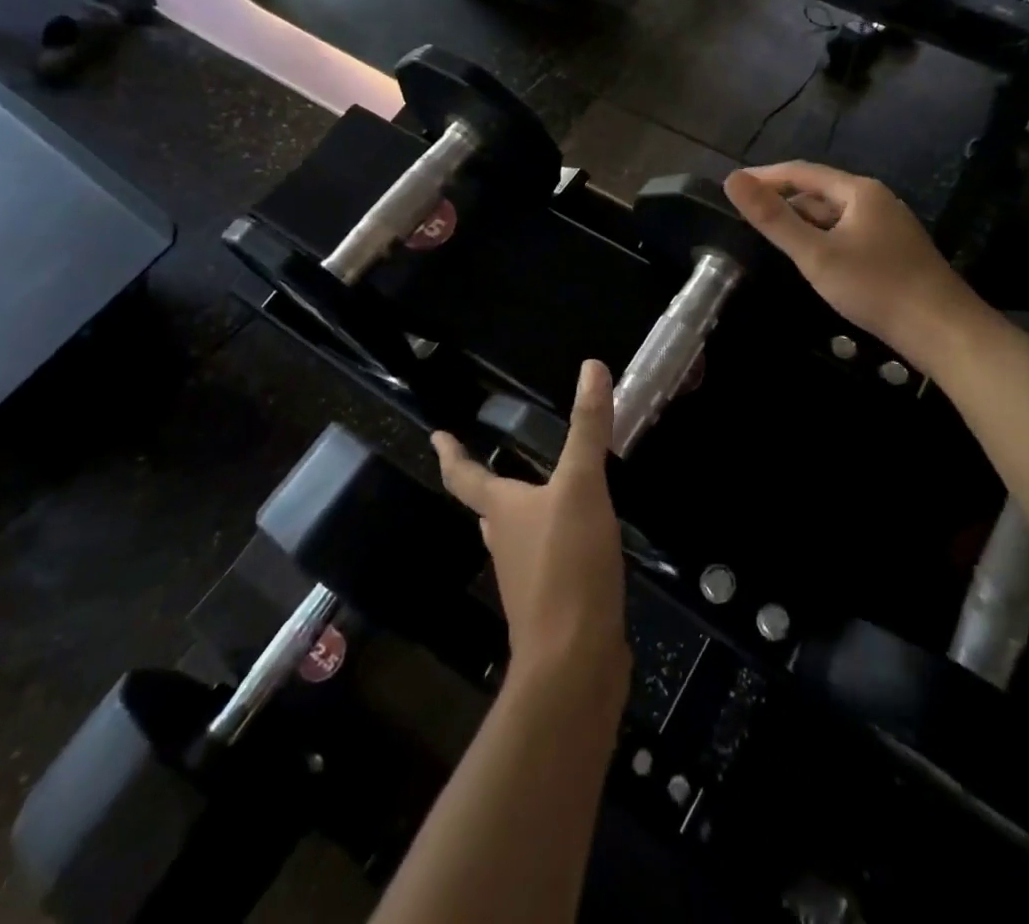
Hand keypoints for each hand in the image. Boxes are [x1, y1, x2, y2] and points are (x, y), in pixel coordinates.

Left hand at [432, 362, 629, 691]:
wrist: (575, 661)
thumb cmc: (568, 563)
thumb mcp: (582, 486)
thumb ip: (588, 428)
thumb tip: (591, 367)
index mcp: (503, 510)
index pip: (465, 476)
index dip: (451, 452)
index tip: (437, 435)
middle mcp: (505, 542)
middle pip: (489, 508)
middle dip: (489, 486)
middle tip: (495, 465)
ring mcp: (525, 579)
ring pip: (516, 537)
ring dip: (522, 515)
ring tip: (541, 496)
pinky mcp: (551, 606)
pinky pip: (547, 562)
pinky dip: (554, 544)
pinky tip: (580, 542)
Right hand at [724, 162, 979, 371]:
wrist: (942, 330)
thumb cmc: (875, 286)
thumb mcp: (815, 254)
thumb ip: (773, 218)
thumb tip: (733, 180)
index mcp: (858, 191)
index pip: (802, 171)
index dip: (765, 176)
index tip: (734, 184)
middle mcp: (875, 200)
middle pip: (819, 192)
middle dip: (783, 199)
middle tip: (747, 214)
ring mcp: (887, 226)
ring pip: (834, 215)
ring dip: (802, 221)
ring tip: (771, 235)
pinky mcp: (893, 251)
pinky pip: (847, 234)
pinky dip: (822, 238)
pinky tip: (811, 258)